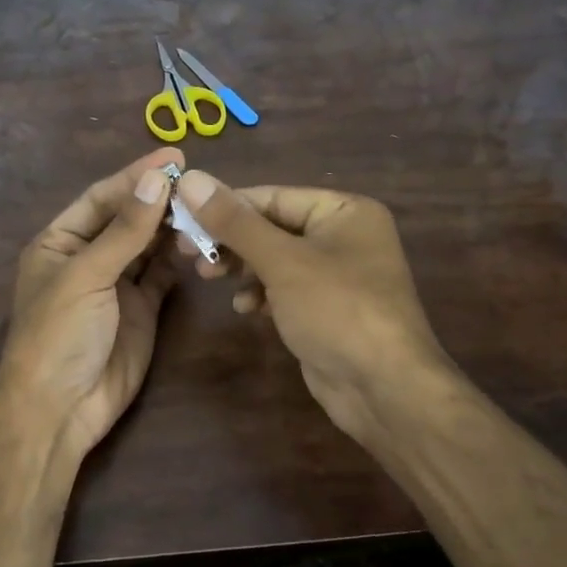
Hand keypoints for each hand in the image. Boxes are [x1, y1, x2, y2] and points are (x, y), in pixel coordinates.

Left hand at [0, 149, 181, 461]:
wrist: (61, 408)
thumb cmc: (59, 333)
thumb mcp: (87, 275)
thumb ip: (124, 229)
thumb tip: (158, 178)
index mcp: (59, 242)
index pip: (101, 198)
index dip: (135, 175)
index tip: (175, 156)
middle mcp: (88, 257)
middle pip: (127, 218)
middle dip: (158, 199)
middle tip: (199, 182)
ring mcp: (115, 284)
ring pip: (148, 245)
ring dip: (172, 227)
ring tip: (204, 208)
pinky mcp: (141, 309)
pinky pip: (161, 275)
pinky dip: (177, 258)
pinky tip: (199, 241)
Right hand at [174, 170, 454, 445]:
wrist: (383, 388)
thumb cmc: (337, 310)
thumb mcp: (282, 261)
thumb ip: (235, 222)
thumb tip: (189, 179)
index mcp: (344, 211)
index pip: (273, 196)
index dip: (225, 205)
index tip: (182, 217)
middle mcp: (344, 236)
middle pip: (272, 227)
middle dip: (231, 241)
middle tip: (188, 252)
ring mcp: (337, 275)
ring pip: (275, 260)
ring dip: (242, 268)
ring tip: (209, 277)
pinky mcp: (326, 309)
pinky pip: (285, 289)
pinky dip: (262, 294)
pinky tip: (245, 308)